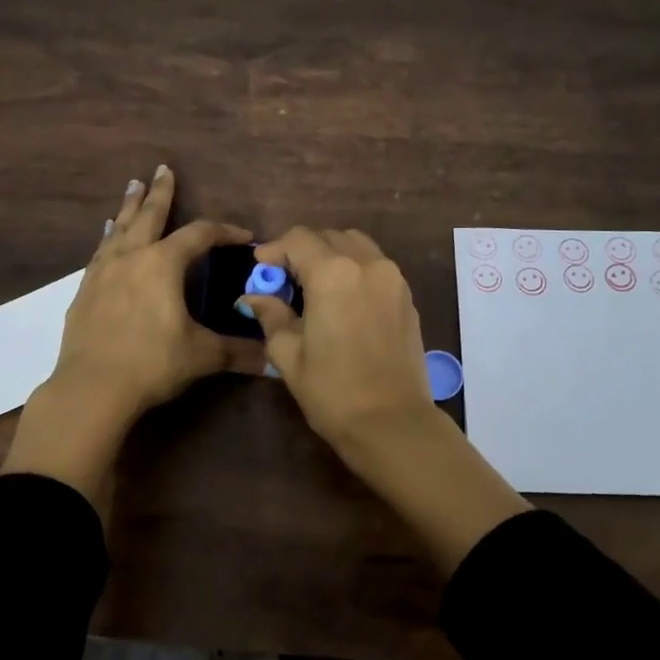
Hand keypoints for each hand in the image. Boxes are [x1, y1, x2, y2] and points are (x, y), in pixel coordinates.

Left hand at [2, 167, 258, 517]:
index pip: (200, 235)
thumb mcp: (201, 355)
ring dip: (129, 207)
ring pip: (119, 229)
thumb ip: (238, 352)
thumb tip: (273, 360)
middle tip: (163, 169)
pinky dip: (108, 238)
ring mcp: (103, 272)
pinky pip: (100, 252)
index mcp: (163, 264)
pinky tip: (107, 237)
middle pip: (149, 216)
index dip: (225, 231)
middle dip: (160, 193)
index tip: (244, 236)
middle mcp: (131, 258)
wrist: (91, 388)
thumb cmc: (152, 364)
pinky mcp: (84, 291)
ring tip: (132, 187)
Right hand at [239, 227, 434, 454]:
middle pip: (329, 237)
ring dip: (332, 255)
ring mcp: (393, 279)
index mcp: (333, 273)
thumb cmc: (332, 391)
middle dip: (303, 251)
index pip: (298, 239)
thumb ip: (271, 315)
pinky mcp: (407, 297)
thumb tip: (253, 297)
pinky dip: (355, 269)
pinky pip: (376, 267)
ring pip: (357, 246)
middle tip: (284, 280)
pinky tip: (342, 300)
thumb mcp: (289, 354)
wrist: (391, 422)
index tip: (260, 268)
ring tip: (314, 286)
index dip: (274, 249)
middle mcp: (367, 264)